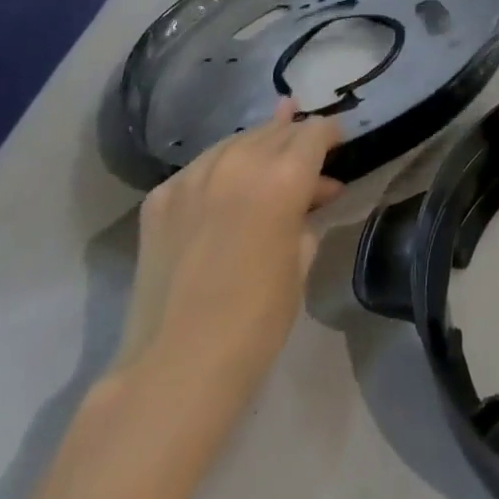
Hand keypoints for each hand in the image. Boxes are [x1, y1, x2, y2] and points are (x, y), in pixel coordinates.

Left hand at [114, 102, 343, 394]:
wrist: (175, 367)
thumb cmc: (256, 321)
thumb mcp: (301, 260)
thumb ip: (307, 214)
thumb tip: (313, 193)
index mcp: (283, 177)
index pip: (314, 132)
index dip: (331, 134)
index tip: (338, 144)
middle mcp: (239, 163)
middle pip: (276, 131)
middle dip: (295, 139)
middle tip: (307, 158)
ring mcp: (193, 177)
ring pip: (236, 141)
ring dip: (258, 149)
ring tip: (268, 164)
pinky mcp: (160, 198)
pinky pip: (200, 168)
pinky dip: (219, 171)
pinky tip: (225, 191)